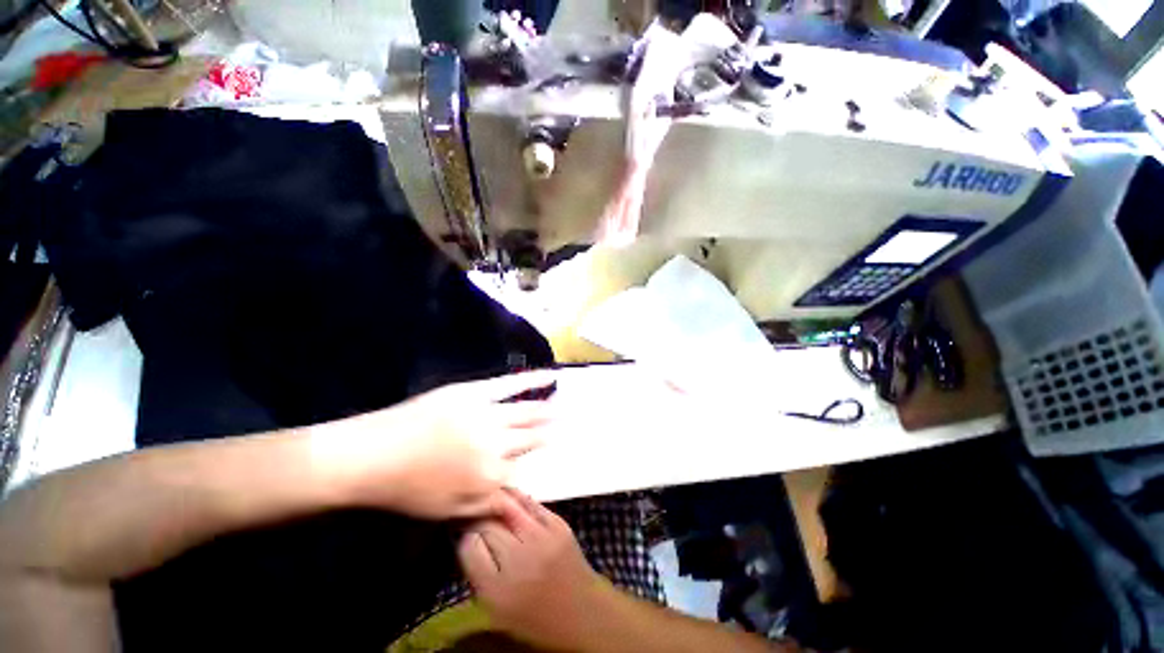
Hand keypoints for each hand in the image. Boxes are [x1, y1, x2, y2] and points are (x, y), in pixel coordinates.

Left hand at [314, 372, 557, 519]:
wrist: (372, 455)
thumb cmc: (408, 490)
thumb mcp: (449, 511)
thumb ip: (489, 508)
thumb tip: (520, 509)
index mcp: (491, 476)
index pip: (524, 469)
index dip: (538, 463)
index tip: (553, 454)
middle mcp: (497, 444)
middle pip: (532, 437)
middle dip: (551, 433)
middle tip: (570, 426)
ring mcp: (488, 414)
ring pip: (528, 412)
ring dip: (549, 410)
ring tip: (566, 407)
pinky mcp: (476, 392)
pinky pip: (511, 384)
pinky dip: (533, 379)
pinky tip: (551, 375)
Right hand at [458, 491, 613, 649]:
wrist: (581, 612)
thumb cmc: (533, 615)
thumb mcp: (496, 606)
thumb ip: (478, 571)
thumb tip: (467, 536)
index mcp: (497, 589)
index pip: (469, 546)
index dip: (463, 533)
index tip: (462, 529)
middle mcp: (519, 559)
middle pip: (487, 524)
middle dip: (477, 516)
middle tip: (471, 511)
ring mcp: (542, 538)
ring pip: (509, 507)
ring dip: (494, 500)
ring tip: (486, 497)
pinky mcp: (558, 524)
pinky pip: (531, 503)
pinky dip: (516, 498)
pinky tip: (507, 496)